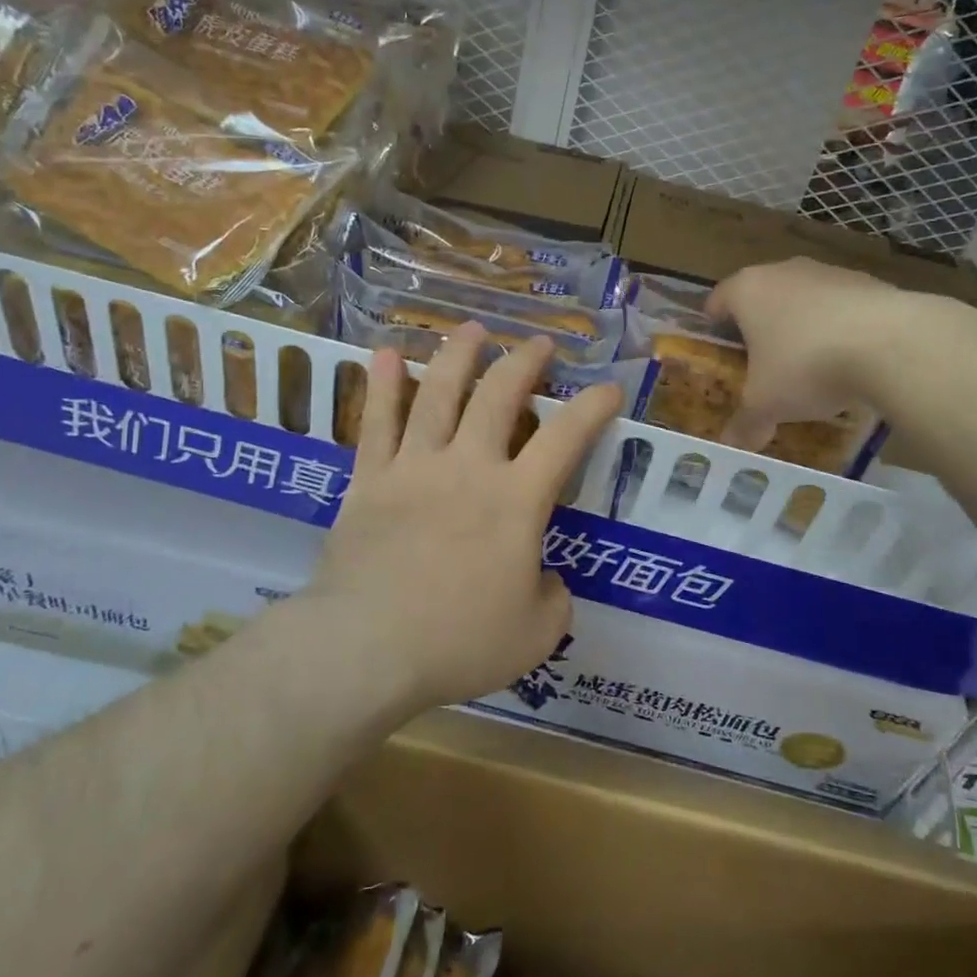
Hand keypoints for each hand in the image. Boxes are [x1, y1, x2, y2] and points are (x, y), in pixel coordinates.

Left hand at [310, 325, 623, 709]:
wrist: (368, 647)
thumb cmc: (459, 642)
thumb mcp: (536, 635)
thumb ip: (554, 598)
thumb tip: (546, 578)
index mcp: (516, 500)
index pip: (566, 438)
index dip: (593, 408)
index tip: (609, 389)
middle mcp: (469, 467)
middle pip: (499, 396)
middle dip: (524, 362)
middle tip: (538, 343)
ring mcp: (415, 467)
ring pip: (438, 393)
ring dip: (458, 355)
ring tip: (472, 329)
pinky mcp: (370, 479)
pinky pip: (377, 422)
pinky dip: (382, 385)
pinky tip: (383, 354)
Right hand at [705, 258, 898, 450]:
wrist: (891, 344)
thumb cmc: (805, 365)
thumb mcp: (766, 404)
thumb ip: (746, 423)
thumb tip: (732, 445)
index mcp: (746, 290)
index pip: (717, 302)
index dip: (714, 330)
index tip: (721, 357)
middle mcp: (783, 271)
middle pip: (761, 298)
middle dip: (760, 330)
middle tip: (762, 367)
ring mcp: (828, 272)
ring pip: (803, 300)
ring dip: (802, 327)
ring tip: (810, 368)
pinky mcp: (869, 282)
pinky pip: (841, 307)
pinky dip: (839, 328)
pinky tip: (850, 362)